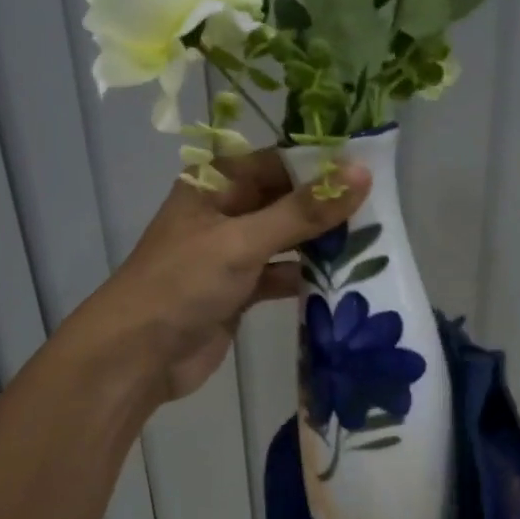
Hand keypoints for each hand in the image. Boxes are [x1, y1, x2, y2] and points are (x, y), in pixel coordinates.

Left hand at [79, 150, 370, 402]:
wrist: (136, 357)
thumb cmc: (183, 284)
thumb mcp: (243, 241)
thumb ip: (302, 211)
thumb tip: (361, 174)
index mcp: (215, 183)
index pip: (278, 161)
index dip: (321, 165)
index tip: (371, 171)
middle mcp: (225, 211)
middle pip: (285, 199)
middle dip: (327, 206)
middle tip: (382, 209)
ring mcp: (232, 252)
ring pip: (287, 238)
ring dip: (322, 243)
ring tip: (375, 242)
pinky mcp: (239, 289)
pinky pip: (281, 274)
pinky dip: (307, 277)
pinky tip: (345, 280)